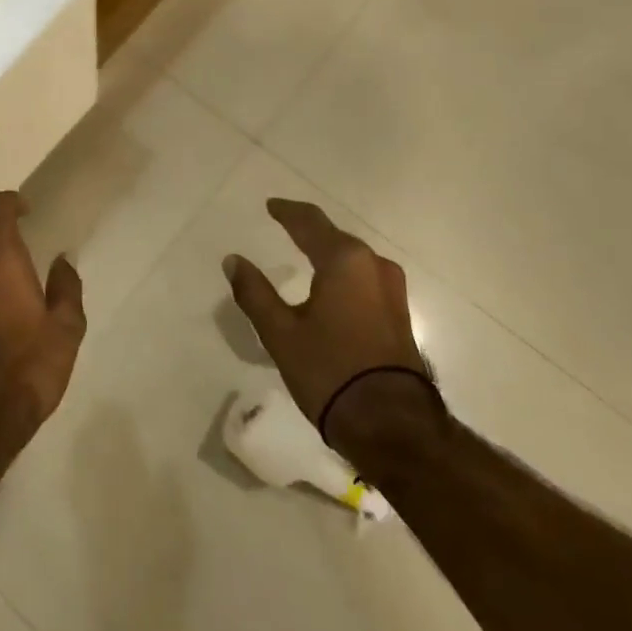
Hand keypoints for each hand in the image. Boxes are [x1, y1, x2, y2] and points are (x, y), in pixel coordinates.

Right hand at [223, 199, 430, 435]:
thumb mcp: (280, 333)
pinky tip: (332, 283)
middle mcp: (373, 265)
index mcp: (344, 261)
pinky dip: (343, 271)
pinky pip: (365, 277)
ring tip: (306, 250)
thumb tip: (232, 260)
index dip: (287, 211)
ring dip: (329, 250)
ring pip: (353, 257)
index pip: (310, 223)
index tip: (271, 205)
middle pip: (335, 236)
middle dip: (309, 229)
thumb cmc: (329, 371)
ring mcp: (392, 290)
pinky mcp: (399, 314)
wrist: (392, 425)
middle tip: (285, 224)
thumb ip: (254, 292)